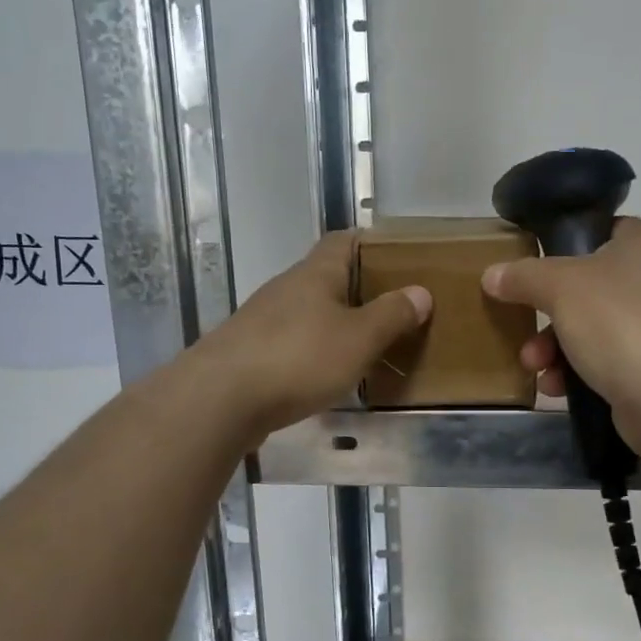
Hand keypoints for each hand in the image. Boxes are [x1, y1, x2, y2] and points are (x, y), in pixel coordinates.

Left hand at [190, 232, 431, 440]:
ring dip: (332, 324)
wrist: (219, 399)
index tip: (397, 258)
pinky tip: (323, 376)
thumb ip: (391, 315)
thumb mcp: (359, 338)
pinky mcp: (247, 353)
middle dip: (357, 290)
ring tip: (363, 346)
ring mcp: (261, 321)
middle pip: (325, 278)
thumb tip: (421, 292)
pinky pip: (289, 344)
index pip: (343, 241)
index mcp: (314, 274)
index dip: (369, 243)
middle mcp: (285, 289)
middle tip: (391, 309)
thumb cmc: (298, 358)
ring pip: (306, 313)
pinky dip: (311, 353)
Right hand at [481, 217, 640, 450]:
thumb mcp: (559, 288)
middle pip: (585, 285)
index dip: (561, 246)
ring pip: (590, 325)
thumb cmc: (617, 322)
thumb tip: (492, 274)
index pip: (597, 230)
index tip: (528, 269)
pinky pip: (604, 358)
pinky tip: (555, 388)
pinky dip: (576, 370)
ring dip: (554, 346)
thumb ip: (523, 276)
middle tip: (521, 327)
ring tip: (534, 366)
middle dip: (545, 313)